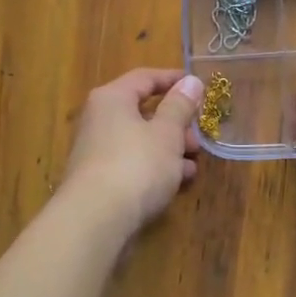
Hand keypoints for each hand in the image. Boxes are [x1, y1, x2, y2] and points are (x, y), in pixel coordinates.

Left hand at [61, 69, 204, 232]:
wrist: (96, 219)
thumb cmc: (136, 165)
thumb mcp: (167, 133)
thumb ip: (180, 106)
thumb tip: (190, 81)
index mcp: (112, 99)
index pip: (145, 78)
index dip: (173, 80)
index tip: (199, 88)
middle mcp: (99, 120)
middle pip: (142, 111)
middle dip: (175, 123)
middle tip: (198, 136)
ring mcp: (97, 151)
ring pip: (140, 141)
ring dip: (169, 148)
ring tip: (193, 163)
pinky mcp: (100, 180)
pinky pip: (133, 164)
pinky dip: (155, 168)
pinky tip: (177, 182)